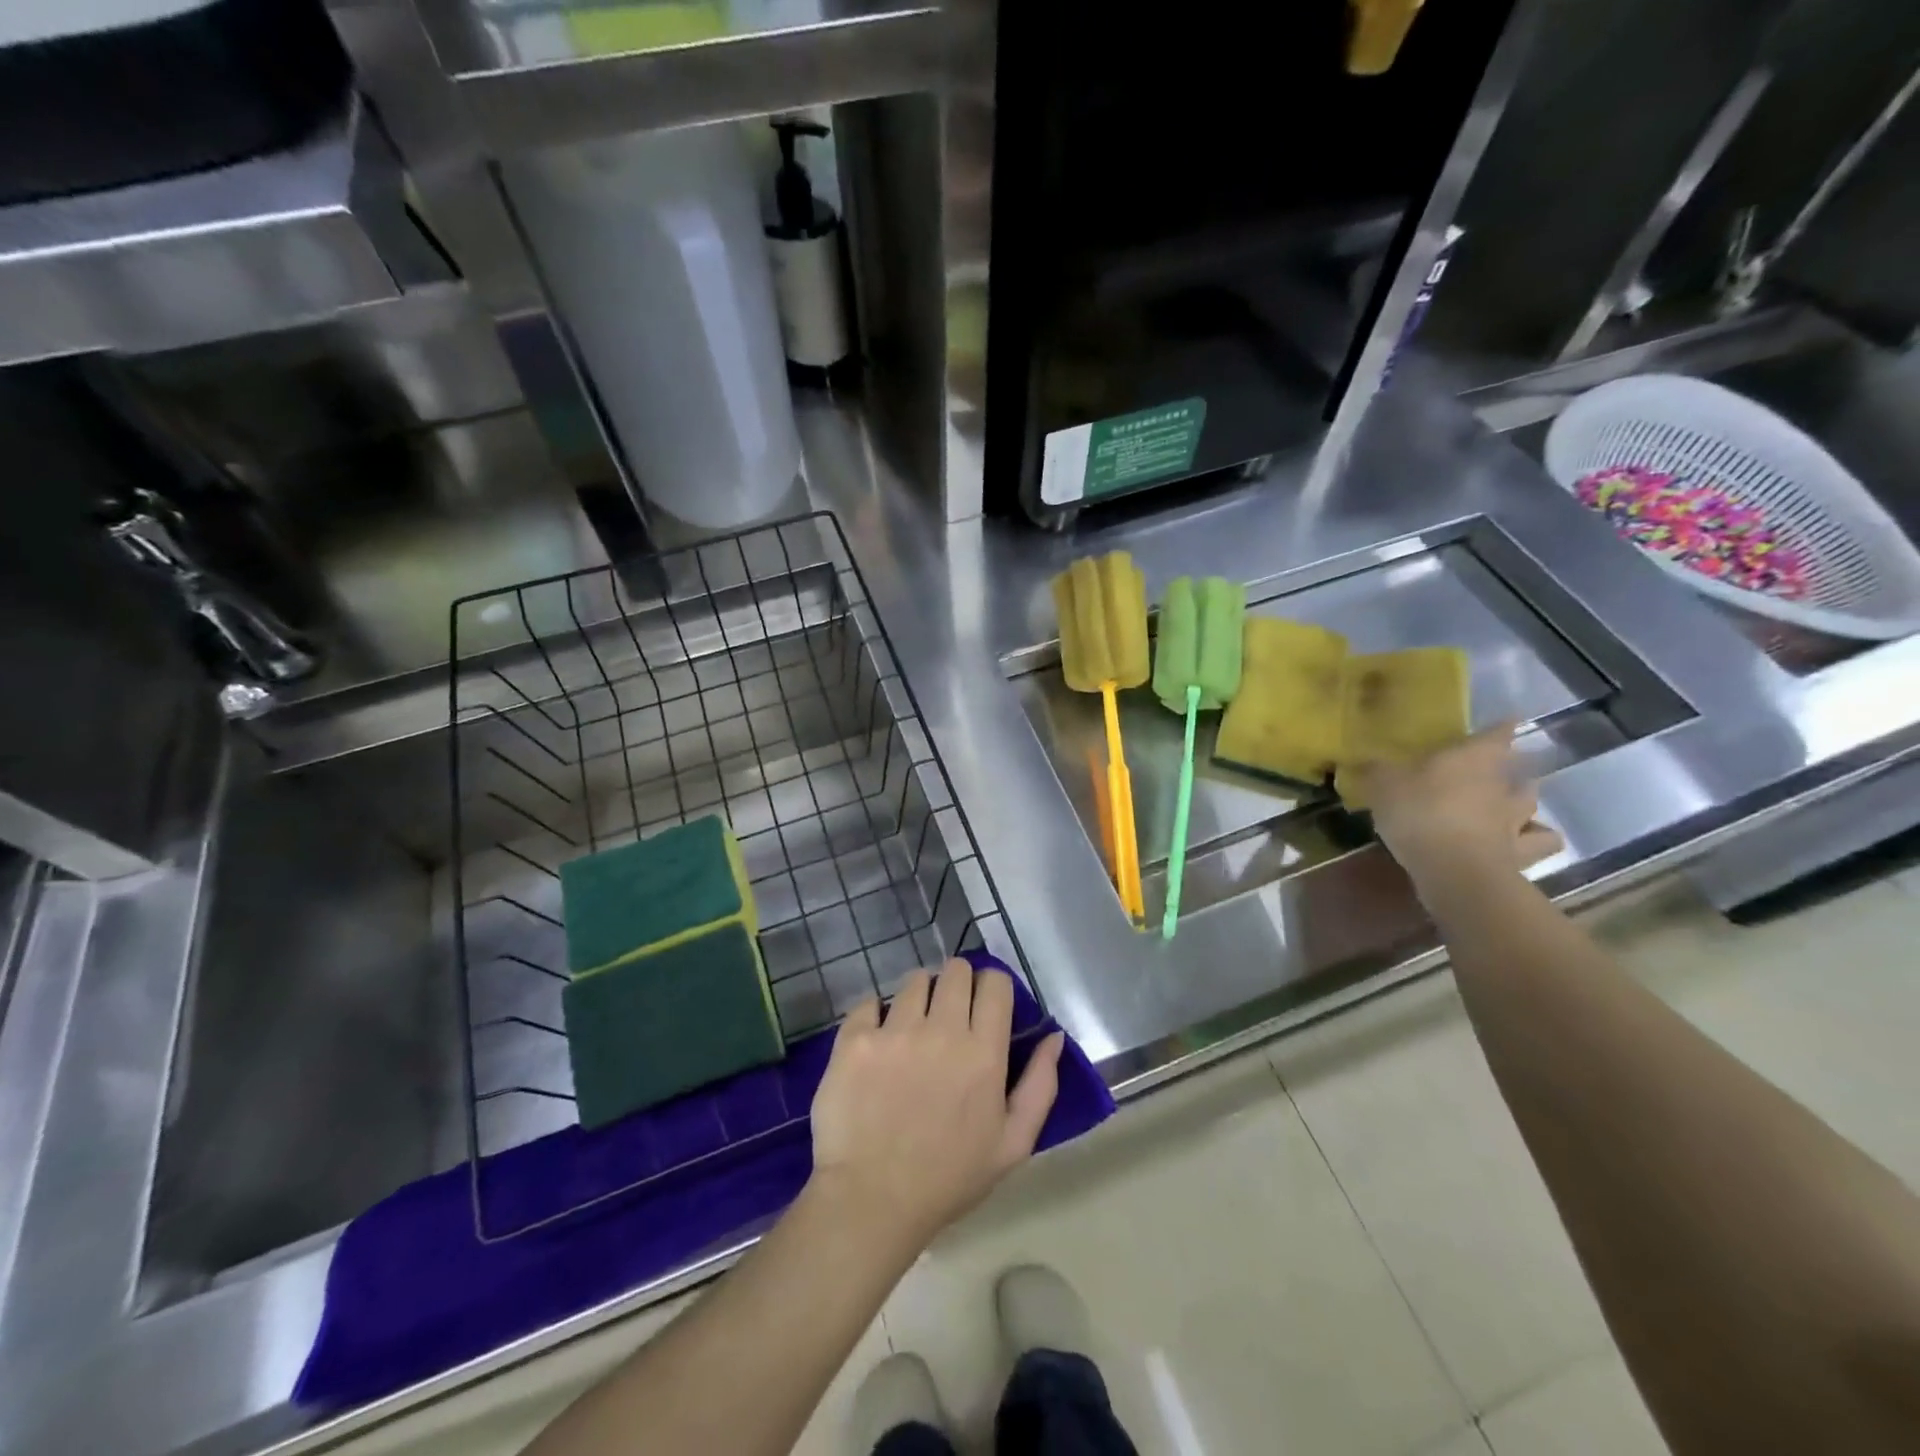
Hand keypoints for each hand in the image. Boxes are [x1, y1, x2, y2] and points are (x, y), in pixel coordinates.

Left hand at [809, 960, 1064, 1252]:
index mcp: (983, 1052)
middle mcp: (941, 1030)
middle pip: (955, 970)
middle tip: (949, 1013)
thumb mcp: (1013, 1144)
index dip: (992, 987)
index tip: (984, 1005)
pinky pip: (868, 1002)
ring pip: (914, 981)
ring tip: (912, 1028)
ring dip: (919, 997)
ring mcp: (894, 1031)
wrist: (872, 1200)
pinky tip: (876, 1042)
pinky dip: (874, 1015)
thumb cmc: (948, 1178)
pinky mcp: (855, 1039)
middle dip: (957, 984)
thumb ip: (1040, 1085)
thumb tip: (1053, 1036)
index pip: (995, 983)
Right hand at [1350, 722, 1564, 892]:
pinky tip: (1519, 843)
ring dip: (1526, 803)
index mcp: (1474, 759)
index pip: (1497, 734)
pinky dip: (1535, 841)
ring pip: (1532, 805)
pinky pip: (1538, 843)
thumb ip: (1375, 769)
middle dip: (1513, 769)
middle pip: (1521, 770)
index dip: (1501, 728)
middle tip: (1499, 771)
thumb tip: (1364, 759)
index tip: (1506, 722)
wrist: (1453, 870)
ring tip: (1513, 808)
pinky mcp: (1520, 855)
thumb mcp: (1383, 785)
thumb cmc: (1420, 813)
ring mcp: (1514, 821)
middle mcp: (1502, 785)